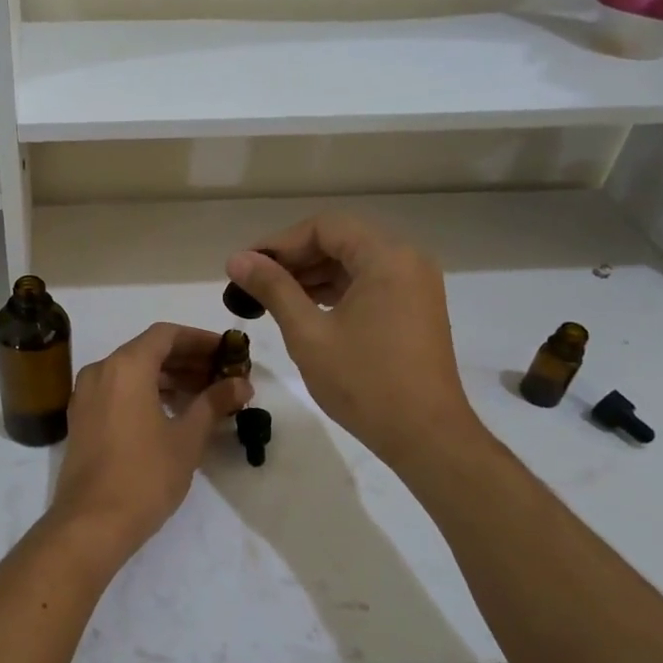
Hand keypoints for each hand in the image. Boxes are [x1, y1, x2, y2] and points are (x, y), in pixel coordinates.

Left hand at [48, 324, 252, 563]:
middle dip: (187, 360)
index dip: (199, 339)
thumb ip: (214, 403)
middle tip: (221, 375)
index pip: (166, 335)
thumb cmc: (145, 475)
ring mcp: (86, 395)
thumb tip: (242, 384)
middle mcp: (101, 371)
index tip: (227, 352)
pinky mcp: (81, 418)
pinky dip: (145, 392)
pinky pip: (117, 391)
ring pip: (132, 372)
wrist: (91, 523)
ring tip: (204, 395)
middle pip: (148, 351)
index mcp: (126, 366)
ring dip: (167, 377)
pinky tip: (172, 412)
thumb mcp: (187, 438)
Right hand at [226, 215, 480, 468]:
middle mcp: (407, 260)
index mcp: (386, 257)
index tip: (246, 266)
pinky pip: (369, 284)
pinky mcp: (415, 309)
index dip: (279, 243)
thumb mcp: (308, 333)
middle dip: (294, 258)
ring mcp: (415, 285)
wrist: (426, 436)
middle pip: (341, 240)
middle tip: (254, 283)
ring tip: (272, 298)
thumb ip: (273, 288)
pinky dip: (336, 290)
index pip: (324, 227)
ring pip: (354, 262)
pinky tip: (305, 310)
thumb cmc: (364, 382)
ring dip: (313, 275)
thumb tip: (237, 259)